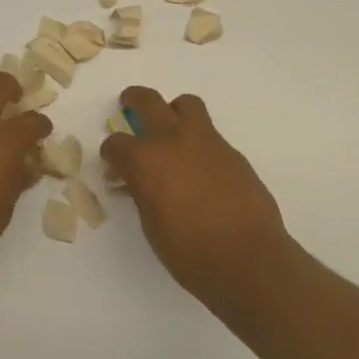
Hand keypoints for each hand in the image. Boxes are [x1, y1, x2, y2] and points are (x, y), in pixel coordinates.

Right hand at [100, 86, 294, 309]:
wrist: (247, 258)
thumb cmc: (189, 251)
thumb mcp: (151, 224)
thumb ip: (142, 192)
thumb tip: (138, 182)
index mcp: (145, 160)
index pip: (116, 143)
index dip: (112, 154)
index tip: (114, 164)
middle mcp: (174, 140)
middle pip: (148, 101)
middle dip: (134, 100)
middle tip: (129, 105)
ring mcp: (207, 142)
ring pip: (186, 105)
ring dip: (173, 111)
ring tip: (171, 130)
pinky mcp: (232, 152)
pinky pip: (209, 133)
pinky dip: (197, 140)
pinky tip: (199, 167)